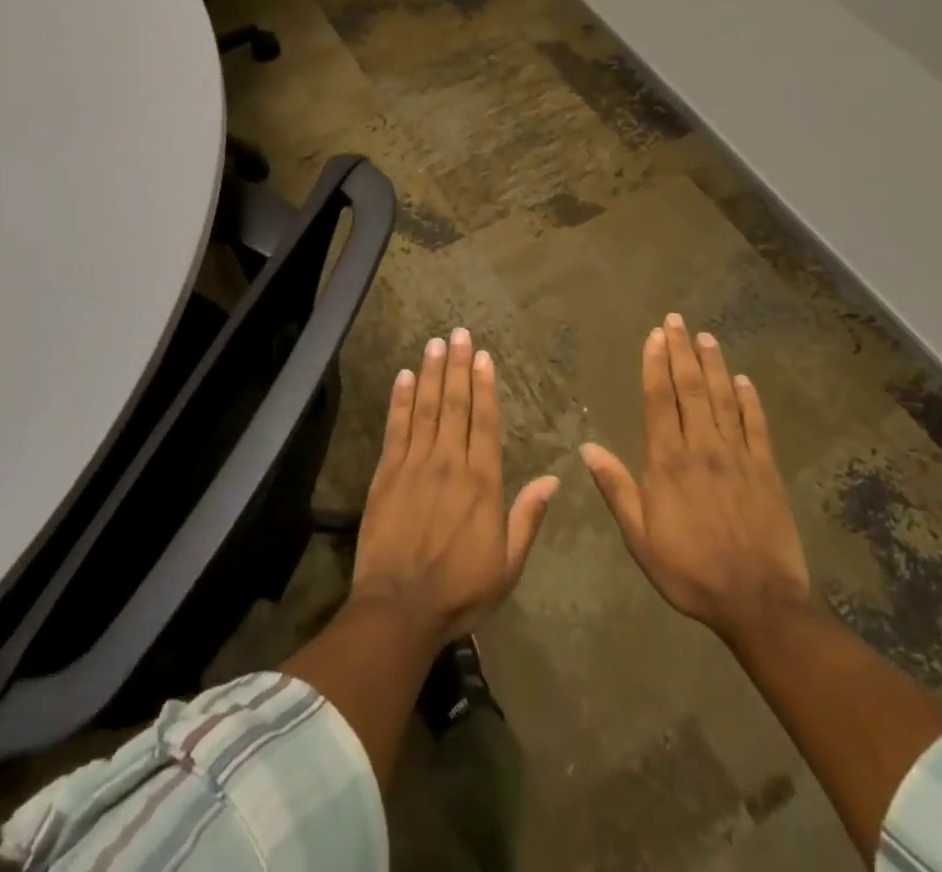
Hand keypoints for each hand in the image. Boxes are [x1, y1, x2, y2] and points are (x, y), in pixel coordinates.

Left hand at [351, 328, 559, 647]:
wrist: (401, 608)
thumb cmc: (460, 590)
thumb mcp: (508, 564)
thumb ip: (528, 517)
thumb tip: (554, 479)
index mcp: (482, 482)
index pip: (485, 422)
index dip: (484, 386)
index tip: (484, 357)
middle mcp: (450, 463)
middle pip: (455, 405)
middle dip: (458, 366)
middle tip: (459, 333)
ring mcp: (415, 464)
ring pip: (427, 408)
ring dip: (432, 373)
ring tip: (436, 342)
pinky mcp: (387, 473)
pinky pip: (396, 428)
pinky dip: (401, 399)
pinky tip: (405, 375)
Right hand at [580, 315, 812, 644]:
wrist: (759, 602)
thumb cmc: (690, 570)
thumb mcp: (640, 537)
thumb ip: (616, 488)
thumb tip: (586, 447)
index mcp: (668, 461)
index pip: (659, 400)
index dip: (655, 364)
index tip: (654, 336)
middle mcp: (702, 448)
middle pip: (690, 388)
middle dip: (681, 351)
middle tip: (676, 320)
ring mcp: (738, 456)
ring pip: (723, 398)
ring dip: (713, 365)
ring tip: (706, 337)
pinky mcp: (766, 470)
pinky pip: (757, 425)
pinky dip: (750, 400)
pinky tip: (744, 380)